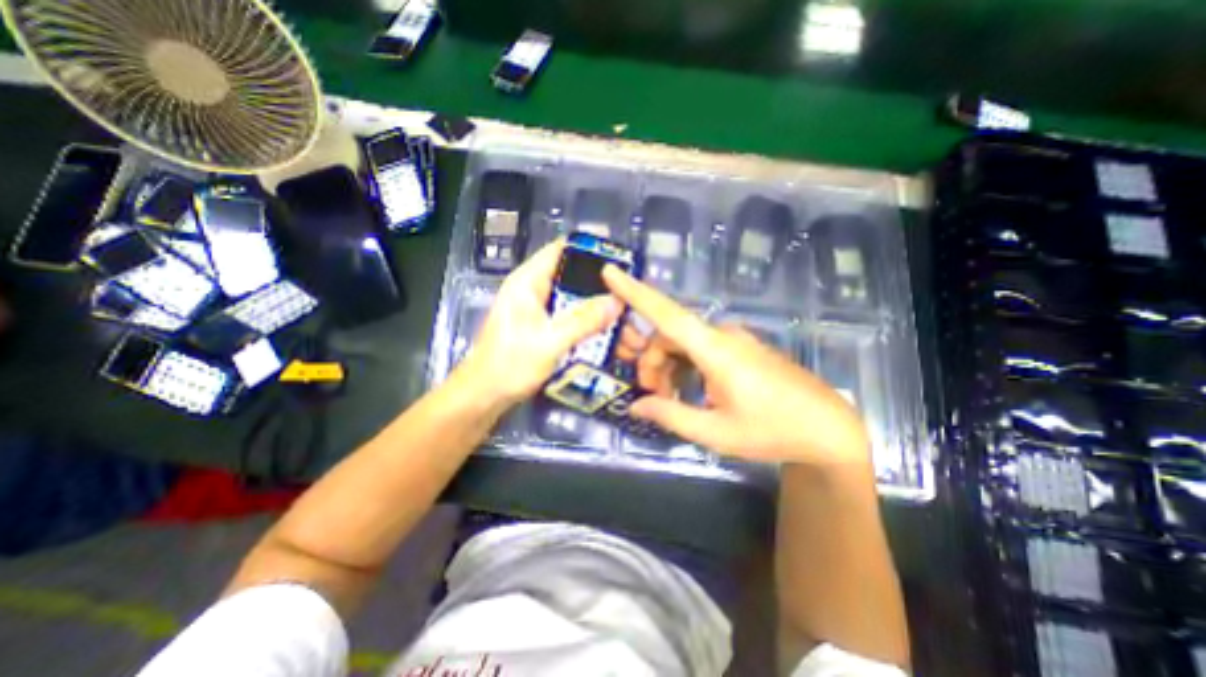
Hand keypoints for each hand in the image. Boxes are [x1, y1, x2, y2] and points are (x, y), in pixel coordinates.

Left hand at [456, 238, 615, 405]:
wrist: (486, 395)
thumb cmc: (510, 364)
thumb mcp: (549, 341)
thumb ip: (583, 320)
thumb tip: (617, 302)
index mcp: (527, 282)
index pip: (560, 249)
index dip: (589, 249)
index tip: (618, 257)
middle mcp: (533, 290)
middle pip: (571, 274)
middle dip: (598, 281)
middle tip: (628, 288)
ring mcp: (538, 309)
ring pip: (572, 296)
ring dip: (594, 302)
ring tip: (623, 307)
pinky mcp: (542, 326)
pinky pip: (569, 315)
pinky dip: (586, 318)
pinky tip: (605, 327)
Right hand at [609, 264, 873, 465]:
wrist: (828, 428)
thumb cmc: (773, 430)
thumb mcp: (715, 431)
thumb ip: (671, 414)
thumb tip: (636, 406)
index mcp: (715, 350)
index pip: (667, 314)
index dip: (635, 293)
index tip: (609, 273)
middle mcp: (722, 335)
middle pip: (669, 335)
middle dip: (651, 362)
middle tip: (651, 396)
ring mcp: (733, 340)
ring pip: (683, 342)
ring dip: (668, 367)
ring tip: (670, 399)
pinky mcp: (740, 348)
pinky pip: (700, 349)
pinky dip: (685, 367)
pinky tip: (689, 392)